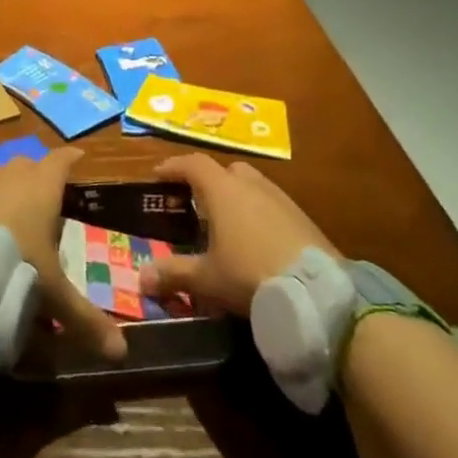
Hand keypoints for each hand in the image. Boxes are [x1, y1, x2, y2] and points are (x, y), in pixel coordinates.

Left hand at [0, 146, 126, 360]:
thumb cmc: (15, 275)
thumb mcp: (55, 298)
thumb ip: (87, 321)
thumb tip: (122, 353)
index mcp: (40, 192)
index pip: (59, 162)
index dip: (68, 158)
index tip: (76, 157)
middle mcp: (6, 179)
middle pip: (22, 163)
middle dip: (30, 173)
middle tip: (36, 193)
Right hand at [138, 152, 338, 315]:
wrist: (318, 293)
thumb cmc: (250, 275)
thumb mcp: (207, 278)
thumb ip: (173, 273)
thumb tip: (140, 278)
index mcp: (223, 190)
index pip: (193, 164)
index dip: (173, 167)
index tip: (157, 175)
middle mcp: (251, 185)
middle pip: (226, 170)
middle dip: (209, 180)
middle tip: (197, 203)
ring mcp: (281, 199)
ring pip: (252, 185)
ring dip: (237, 197)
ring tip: (228, 223)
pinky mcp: (303, 218)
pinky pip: (272, 205)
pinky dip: (259, 213)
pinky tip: (258, 240)